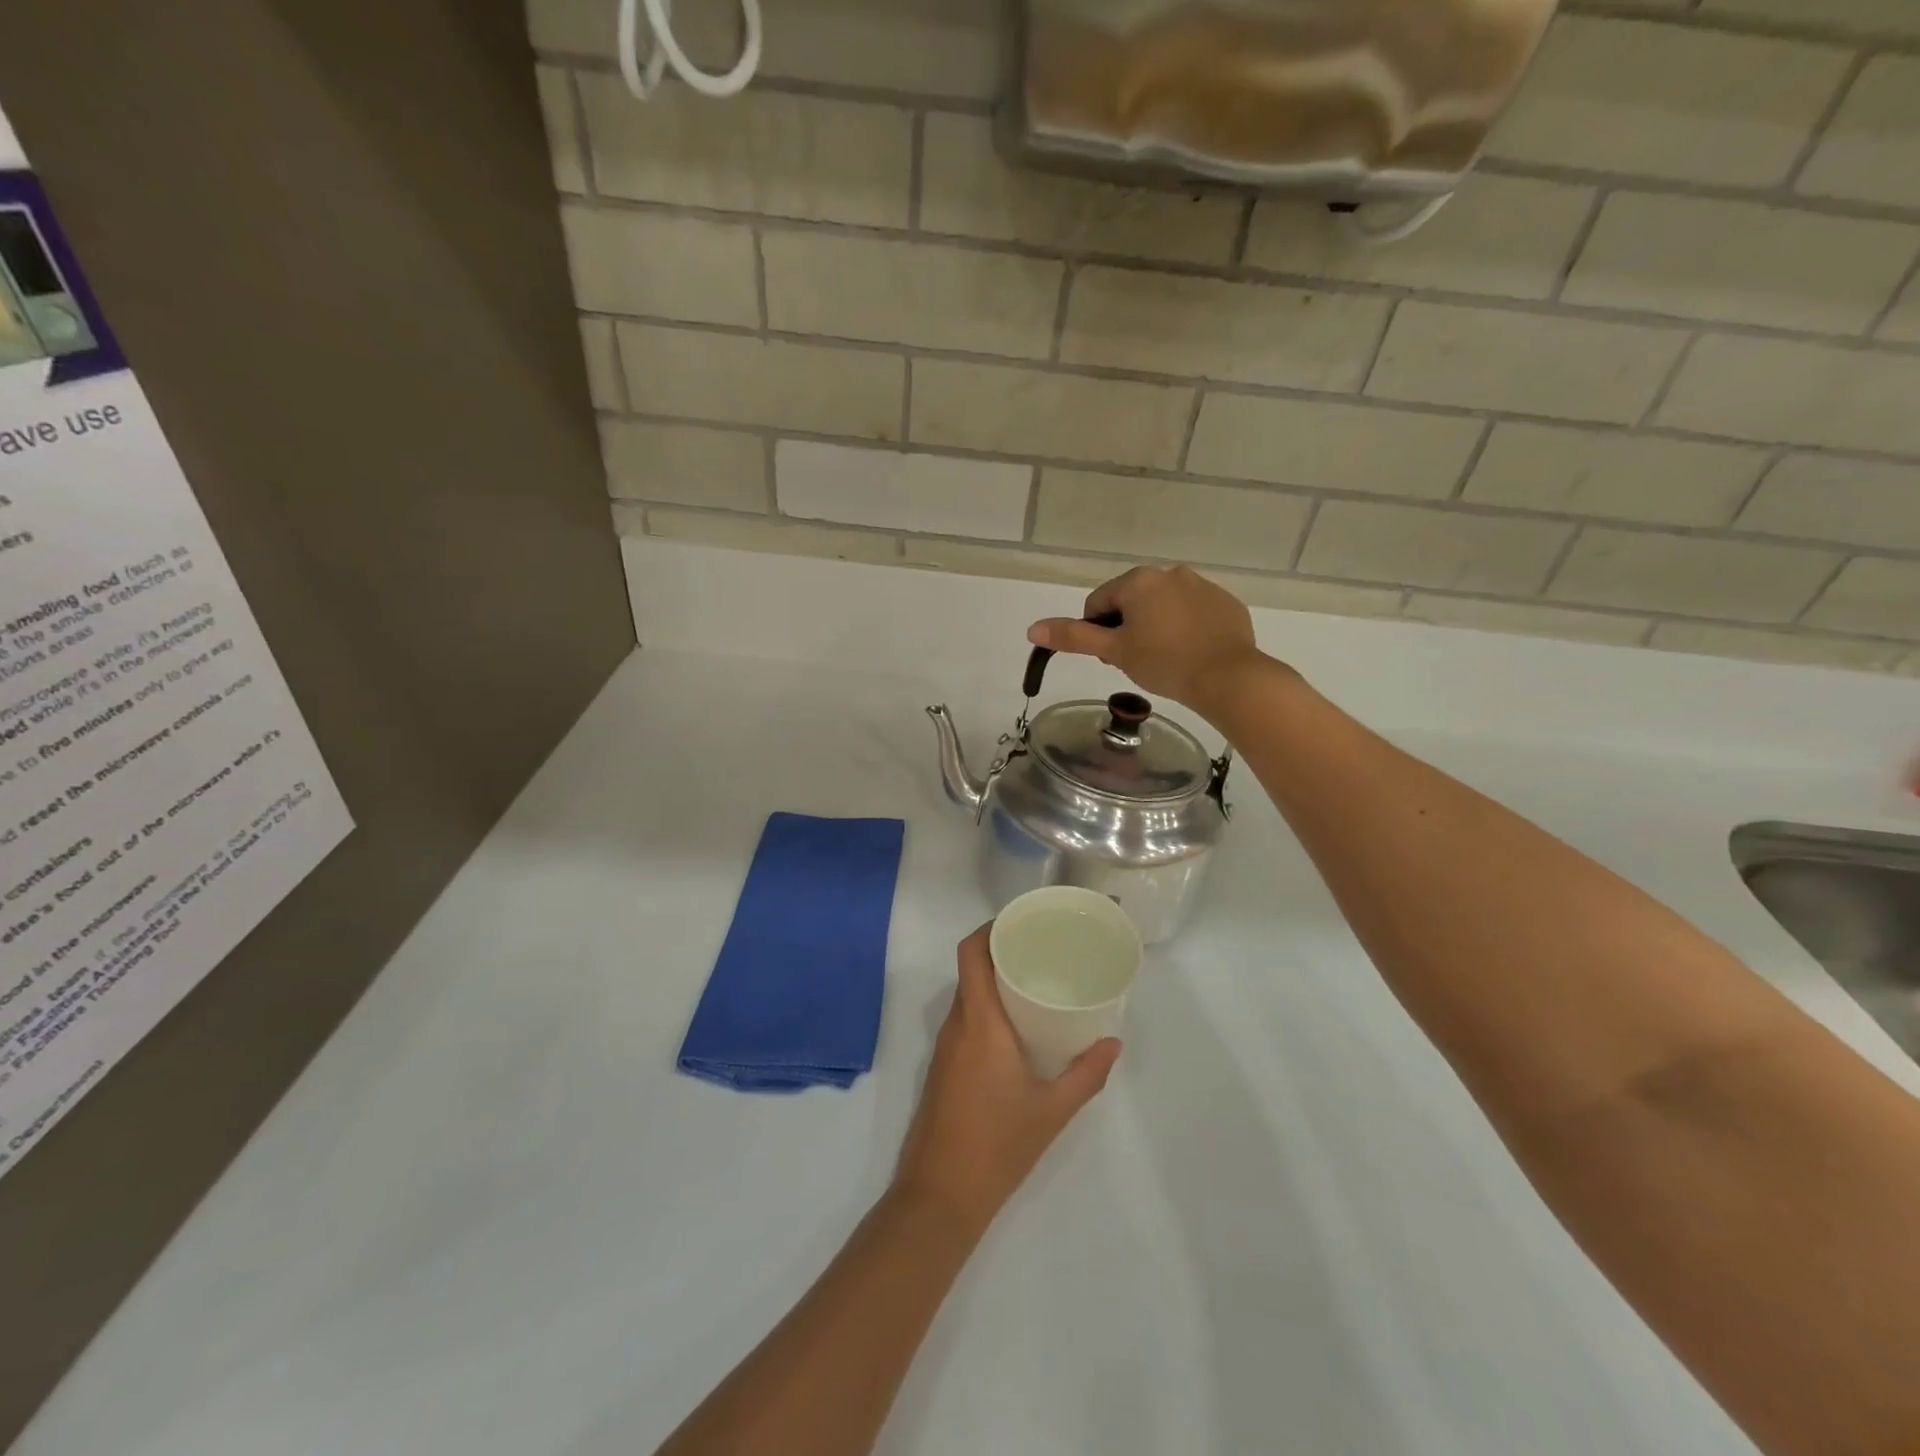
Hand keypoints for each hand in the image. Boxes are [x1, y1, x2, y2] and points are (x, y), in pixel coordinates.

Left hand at [893, 926, 1119, 1236]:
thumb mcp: (1052, 1111)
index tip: (1022, 921)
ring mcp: (945, 1046)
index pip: (971, 954)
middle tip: (1041, 947)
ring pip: (967, 994)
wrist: (940, 1195)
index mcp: (979, 1023)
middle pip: (970, 969)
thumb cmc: (997, 1146)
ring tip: (1035, 978)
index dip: (990, 928)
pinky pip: (965, 1018)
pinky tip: (1017, 1023)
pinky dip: (987, 1006)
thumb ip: (1086, 1074)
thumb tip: (1114, 1043)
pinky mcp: (943, 1066)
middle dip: (1000, 950)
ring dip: (994, 979)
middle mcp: (957, 1025)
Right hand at [1027, 565, 1271, 717]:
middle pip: (1132, 602)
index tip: (1113, 658)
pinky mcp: (1227, 603)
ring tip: (1166, 660)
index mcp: (1138, 580)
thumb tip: (1033, 628)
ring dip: (1157, 627)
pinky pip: (1195, 613)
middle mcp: (1170, 573)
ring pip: (1164, 606)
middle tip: (1138, 662)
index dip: (1099, 634)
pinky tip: (1192, 654)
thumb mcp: (1114, 651)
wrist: (1228, 677)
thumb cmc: (1164, 662)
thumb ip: (1073, 638)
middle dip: (1128, 629)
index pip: (1099, 604)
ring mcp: (1203, 585)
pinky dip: (1187, 629)